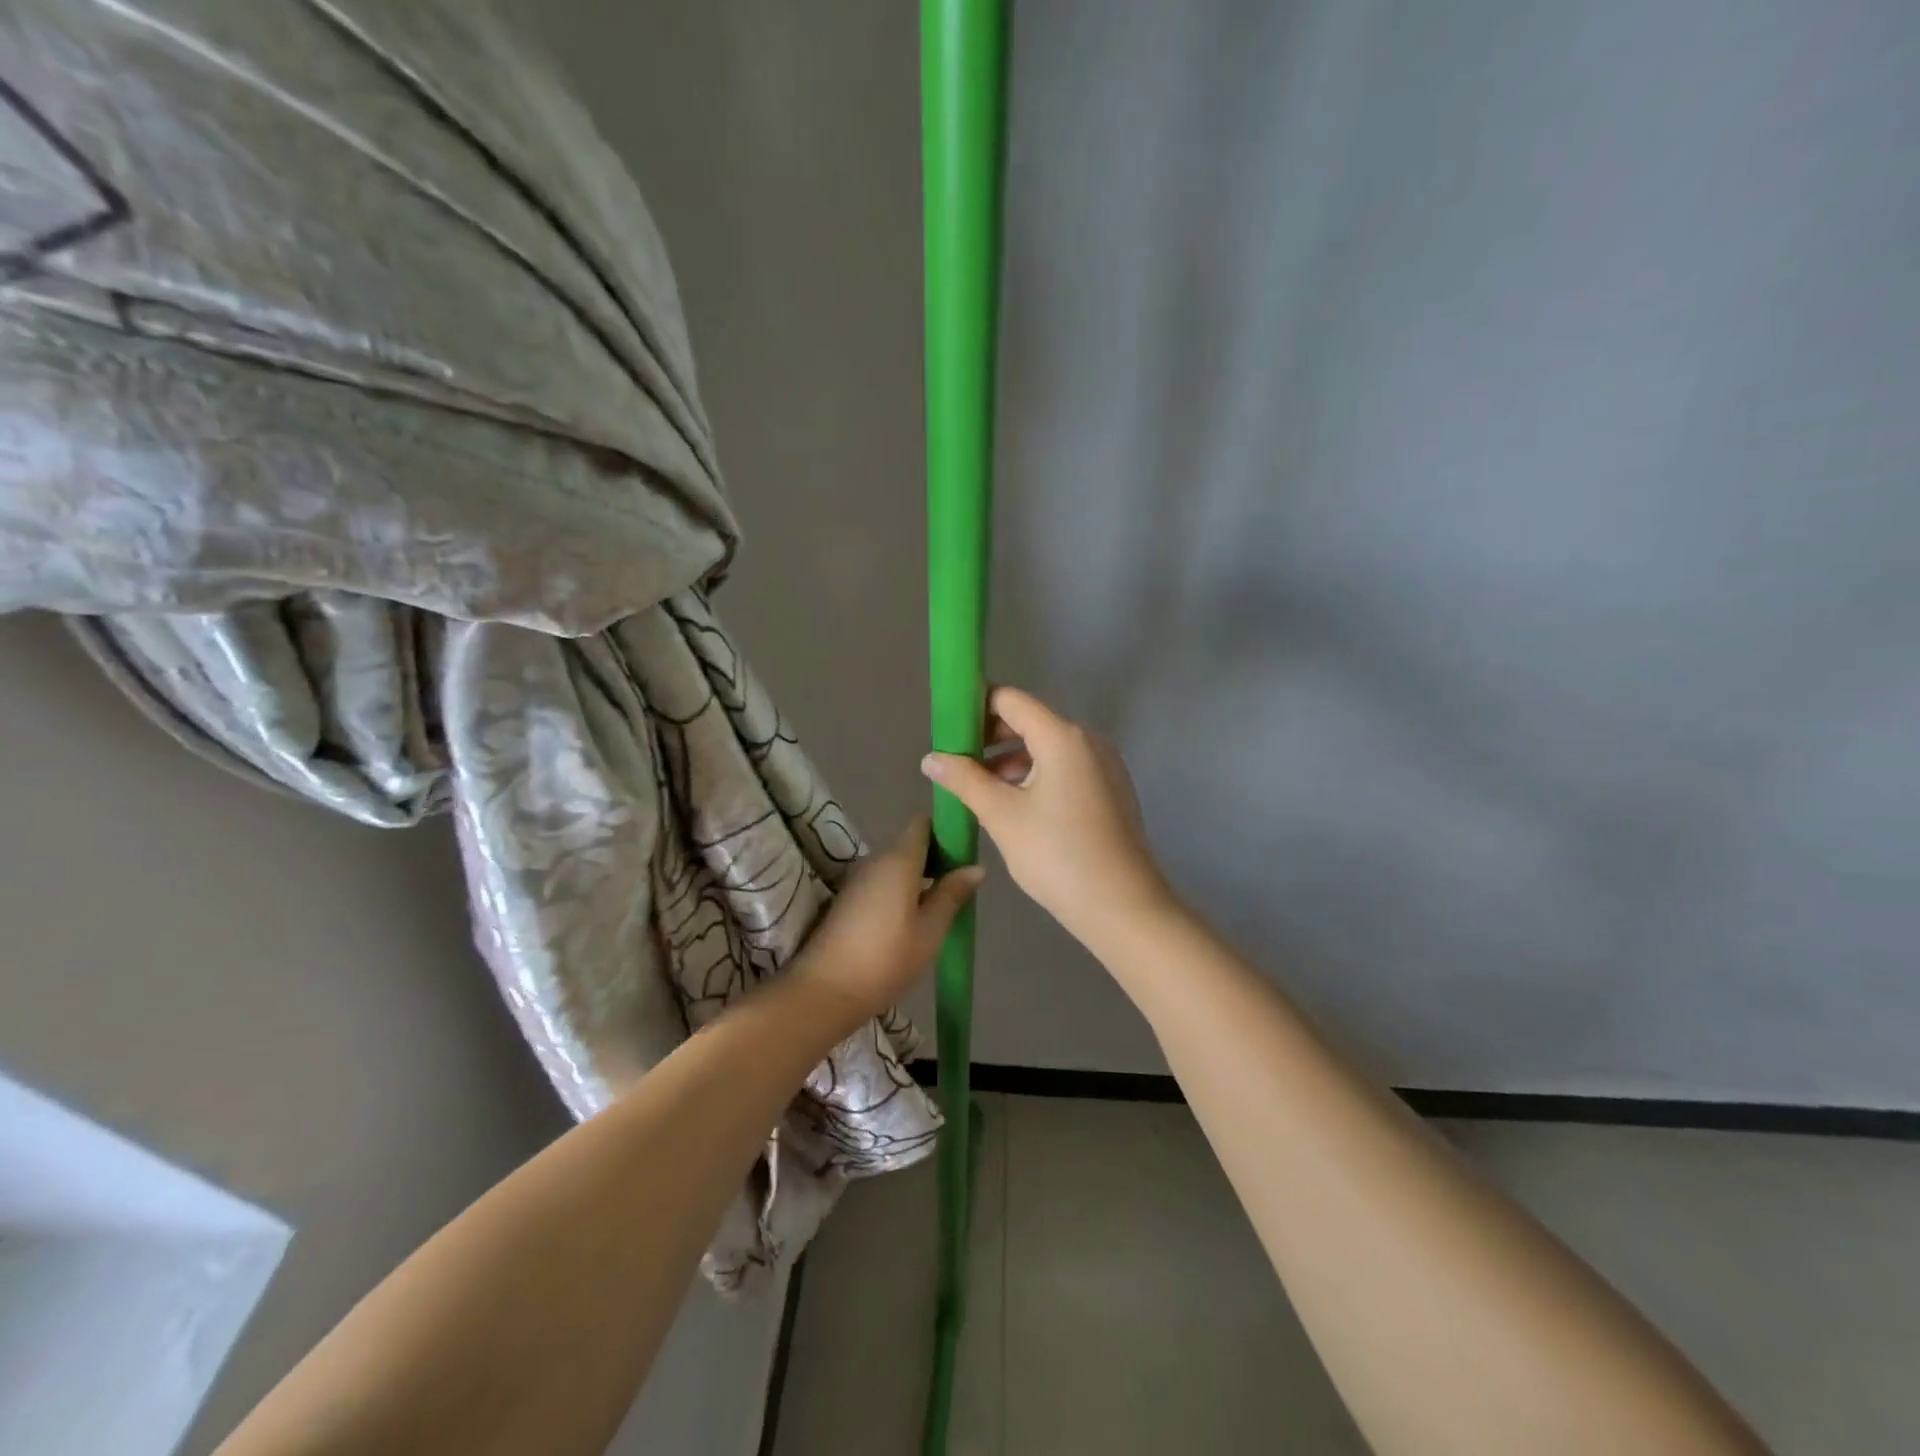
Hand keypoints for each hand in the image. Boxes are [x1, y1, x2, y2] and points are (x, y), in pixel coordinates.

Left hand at [789, 816, 984, 1029]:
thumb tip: (976, 867)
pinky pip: (882, 884)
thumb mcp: (930, 930)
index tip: (965, 853)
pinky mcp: (848, 901)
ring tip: (941, 907)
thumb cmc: (887, 959)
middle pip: (910, 845)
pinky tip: (913, 921)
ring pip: (896, 867)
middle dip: (936, 859)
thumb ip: (952, 894)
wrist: (825, 991)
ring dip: (919, 879)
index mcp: (899, 860)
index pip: (922, 825)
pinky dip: (901, 892)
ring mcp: (858, 881)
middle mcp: (875, 861)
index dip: (945, 832)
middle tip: (960, 887)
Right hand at [920, 686, 1174, 950]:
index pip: (1011, 700)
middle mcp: (1088, 741)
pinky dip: (1035, 776)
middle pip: (1030, 722)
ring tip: (978, 790)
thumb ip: (964, 780)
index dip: (975, 707)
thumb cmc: (1058, 856)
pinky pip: (1064, 769)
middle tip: (955, 762)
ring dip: (1010, 761)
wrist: (1123, 908)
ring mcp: (1104, 766)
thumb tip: (931, 758)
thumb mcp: (1002, 816)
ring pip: (1046, 748)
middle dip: (989, 738)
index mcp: (1063, 737)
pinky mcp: (1110, 790)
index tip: (946, 728)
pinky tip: (1013, 806)